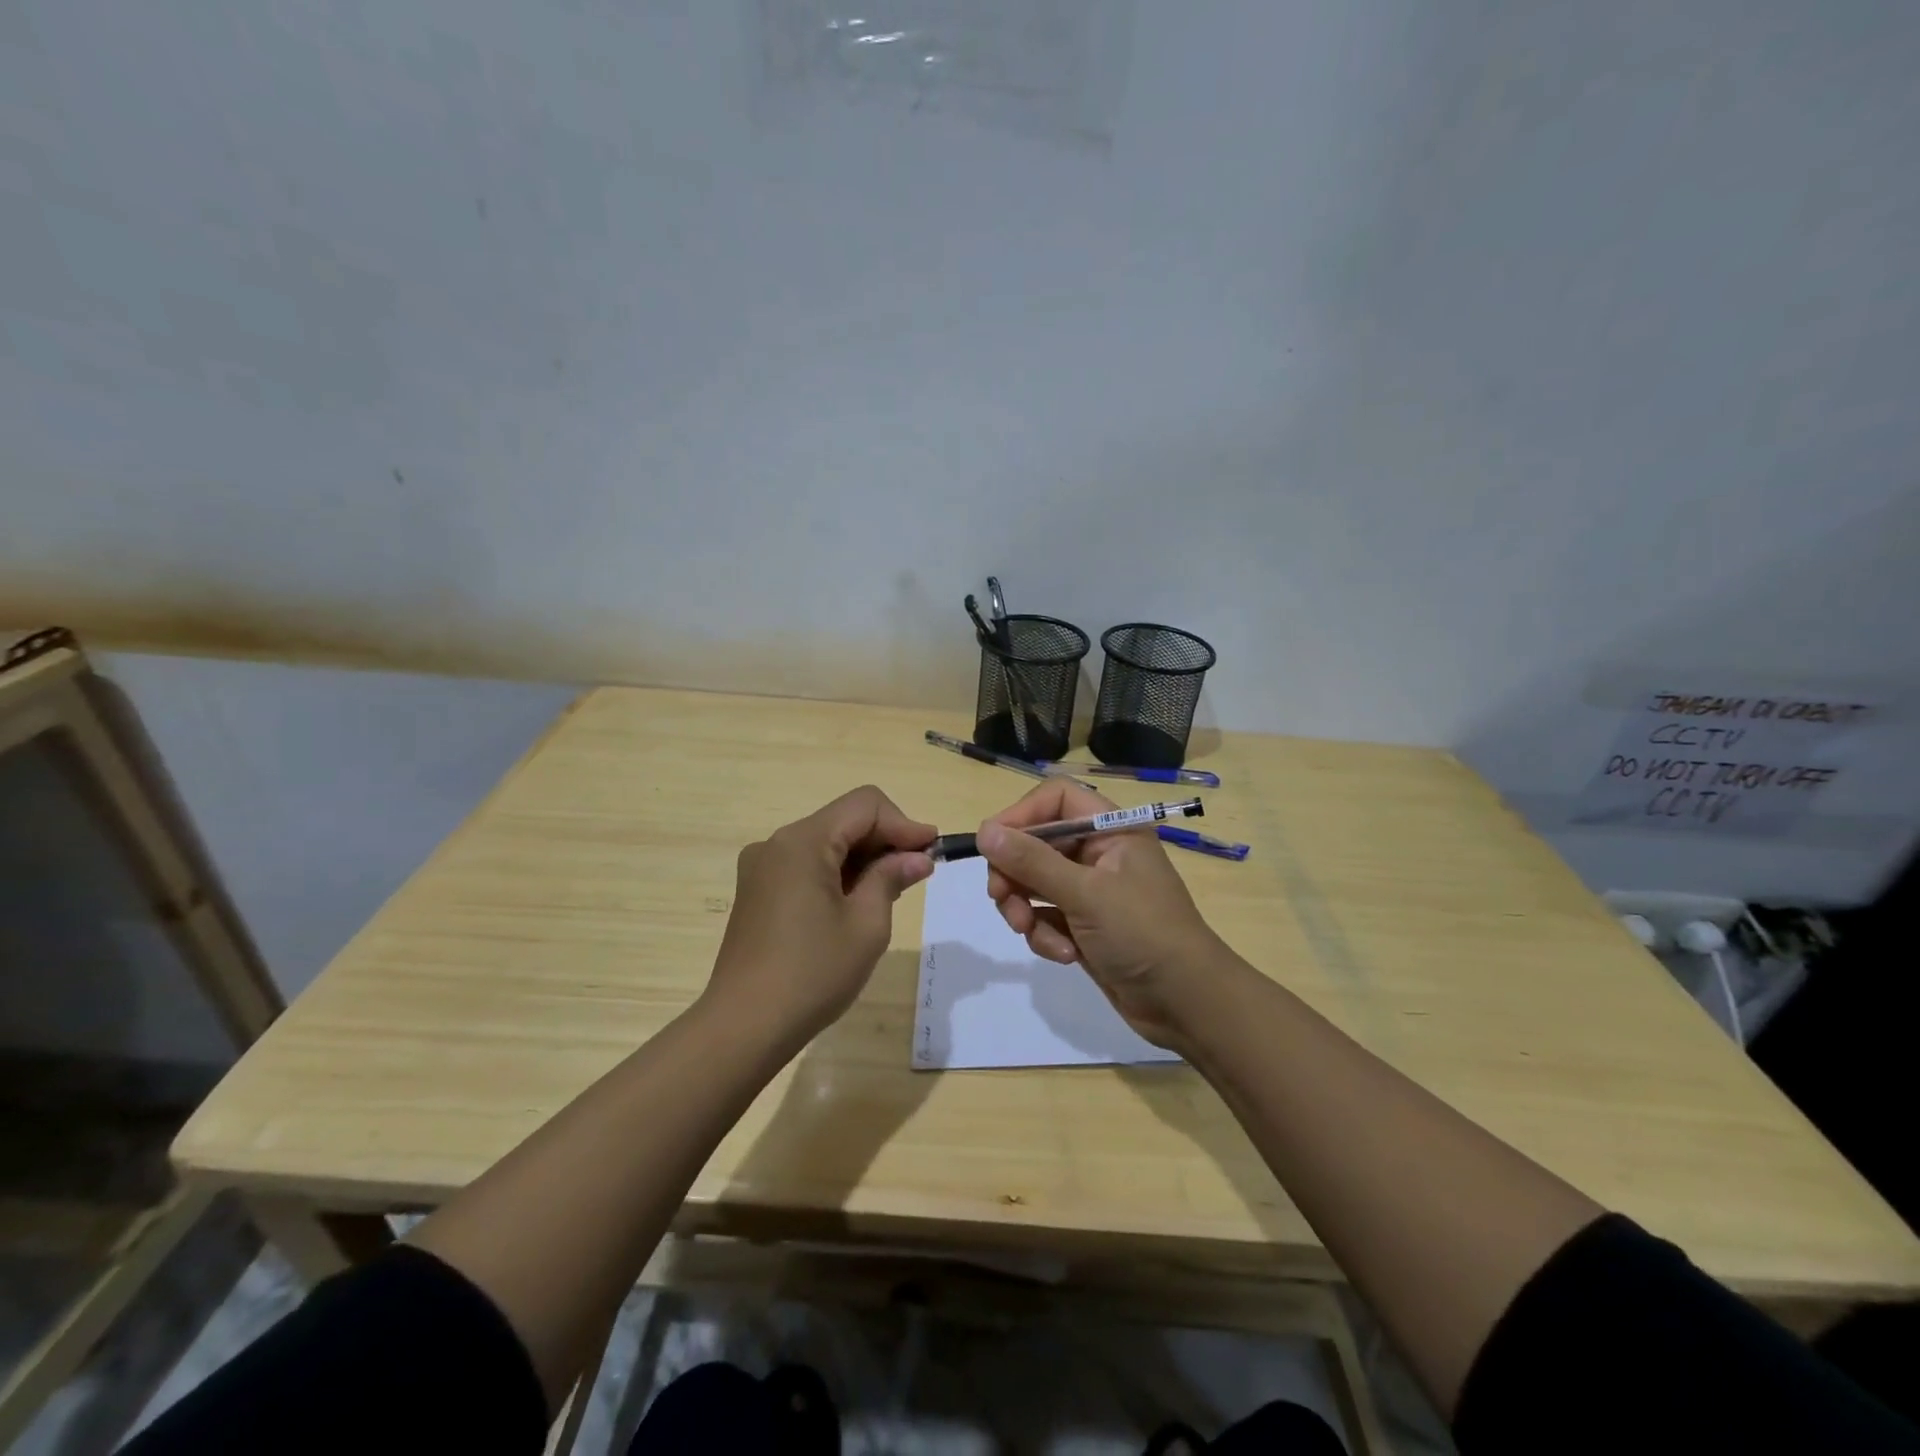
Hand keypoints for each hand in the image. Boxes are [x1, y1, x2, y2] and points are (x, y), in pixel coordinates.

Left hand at [708, 786, 935, 1048]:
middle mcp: (777, 843)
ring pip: (825, 842)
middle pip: (844, 820)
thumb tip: (917, 857)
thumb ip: (891, 878)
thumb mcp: (866, 925)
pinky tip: (855, 903)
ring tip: (891, 891)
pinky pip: (806, 865)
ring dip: (862, 858)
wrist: (743, 1027)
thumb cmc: (813, 973)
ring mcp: (762, 868)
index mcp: (803, 842)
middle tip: (918, 873)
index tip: (932, 852)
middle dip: (885, 840)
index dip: (904, 823)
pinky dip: (837, 873)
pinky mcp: (756, 891)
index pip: (865, 805)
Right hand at [977, 781, 1232, 1049]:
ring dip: (1026, 908)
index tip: (993, 845)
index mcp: (1111, 829)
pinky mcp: (1084, 924)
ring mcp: (1091, 890)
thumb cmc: (1143, 934)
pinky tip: (1064, 955)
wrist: (1187, 1004)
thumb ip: (1031, 861)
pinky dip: (1046, 934)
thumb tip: (984, 830)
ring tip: (1032, 932)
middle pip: (1037, 842)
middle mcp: (1099, 852)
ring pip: (1035, 882)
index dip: (1021, 815)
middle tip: (1002, 899)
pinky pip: (1046, 916)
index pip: (1055, 799)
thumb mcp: (1085, 894)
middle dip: (1016, 873)